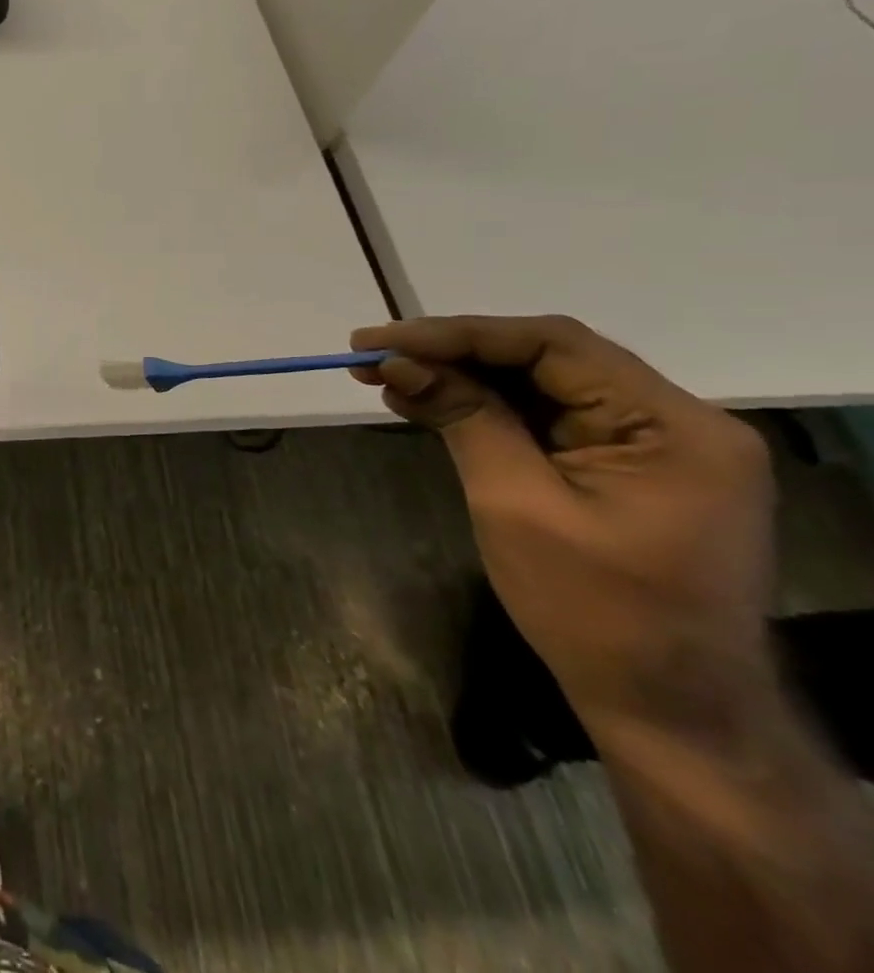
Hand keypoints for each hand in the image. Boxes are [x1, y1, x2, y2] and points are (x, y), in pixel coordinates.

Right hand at [350, 315, 776, 744]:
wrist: (669, 711)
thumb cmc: (595, 611)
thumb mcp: (516, 504)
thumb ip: (463, 418)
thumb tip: (398, 360)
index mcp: (672, 426)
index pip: (553, 345)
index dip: (458, 334)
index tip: (380, 339)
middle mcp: (674, 422)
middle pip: (547, 359)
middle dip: (453, 354)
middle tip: (371, 355)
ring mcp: (654, 446)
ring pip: (541, 386)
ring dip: (461, 379)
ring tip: (386, 378)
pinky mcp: (627, 469)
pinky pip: (547, 419)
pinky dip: (485, 410)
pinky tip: (428, 404)